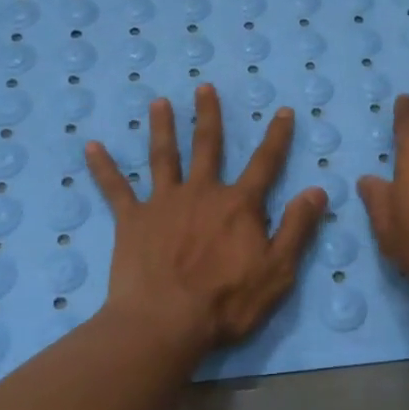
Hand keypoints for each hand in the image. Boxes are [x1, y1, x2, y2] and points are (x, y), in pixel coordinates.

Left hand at [85, 84, 327, 350]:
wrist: (165, 322)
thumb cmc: (226, 302)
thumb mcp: (277, 270)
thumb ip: (297, 228)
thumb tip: (317, 190)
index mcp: (238, 205)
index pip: (265, 163)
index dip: (277, 137)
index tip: (282, 111)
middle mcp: (201, 193)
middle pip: (207, 147)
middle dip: (208, 116)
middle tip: (204, 87)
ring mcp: (163, 203)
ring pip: (163, 156)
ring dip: (161, 127)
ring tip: (158, 102)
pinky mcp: (131, 221)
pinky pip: (116, 189)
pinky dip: (103, 168)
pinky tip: (91, 147)